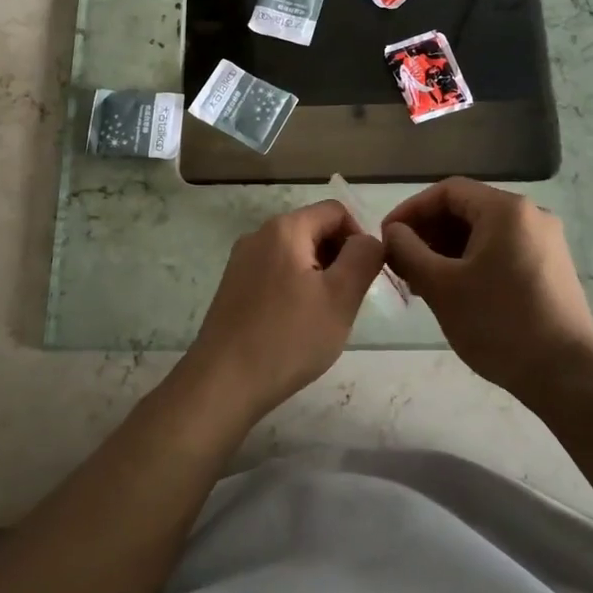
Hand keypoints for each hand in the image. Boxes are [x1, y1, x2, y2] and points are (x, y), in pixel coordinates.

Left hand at [184, 201, 385, 421]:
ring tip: (322, 316)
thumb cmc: (288, 338)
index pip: (335, 211)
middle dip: (338, 257)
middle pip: (313, 229)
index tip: (365, 276)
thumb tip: (368, 240)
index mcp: (284, 228)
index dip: (359, 237)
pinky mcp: (233, 286)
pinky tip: (295, 324)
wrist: (223, 382)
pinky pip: (275, 272)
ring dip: (318, 275)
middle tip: (346, 300)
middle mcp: (258, 235)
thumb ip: (363, 257)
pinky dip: (294, 288)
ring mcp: (241, 261)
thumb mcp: (341, 297)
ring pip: (295, 253)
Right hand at [382, 178, 592, 403]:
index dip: (411, 210)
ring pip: (484, 232)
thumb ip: (408, 251)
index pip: (447, 191)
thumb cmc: (498, 324)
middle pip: (467, 209)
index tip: (387, 237)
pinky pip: (502, 250)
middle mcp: (531, 215)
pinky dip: (472, 261)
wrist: (566, 375)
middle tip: (401, 262)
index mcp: (506, 210)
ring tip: (422, 280)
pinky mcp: (551, 267)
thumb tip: (393, 232)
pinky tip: (454, 290)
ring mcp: (546, 242)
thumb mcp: (441, 286)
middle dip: (428, 232)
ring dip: (447, 249)